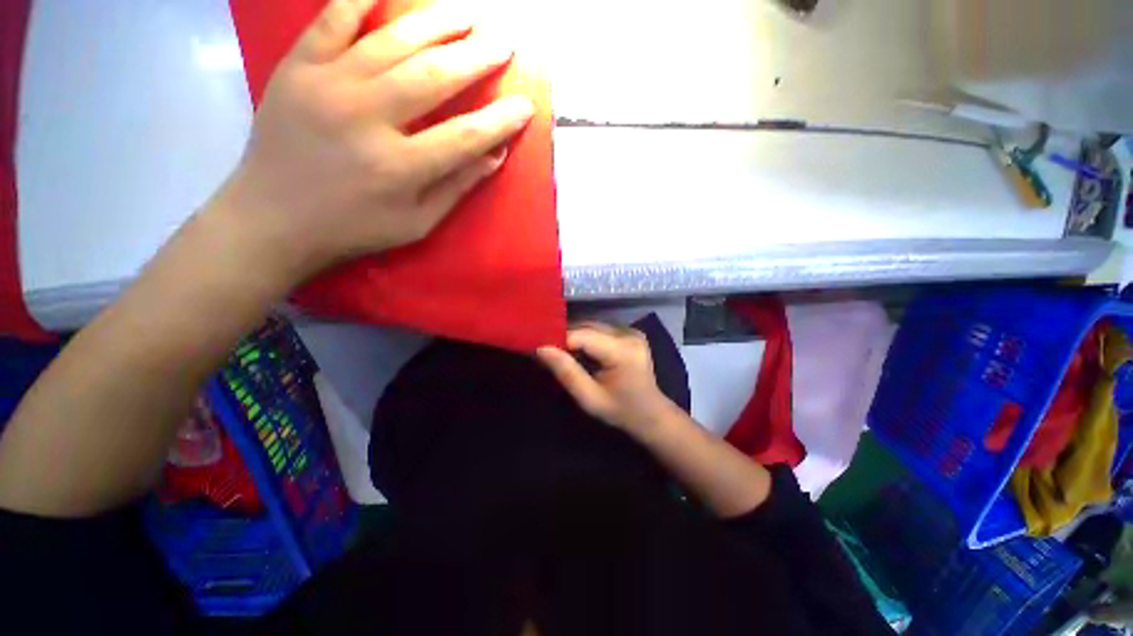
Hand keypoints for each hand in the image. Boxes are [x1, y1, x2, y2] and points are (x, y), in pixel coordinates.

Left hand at [211, 0, 533, 279]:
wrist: (273, 217)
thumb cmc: (355, 227)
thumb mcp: (417, 223)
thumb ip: (457, 187)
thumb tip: (495, 156)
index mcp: (400, 167)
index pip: (466, 136)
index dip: (500, 120)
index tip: (525, 106)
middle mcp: (367, 118)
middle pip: (434, 77)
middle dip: (477, 57)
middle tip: (505, 43)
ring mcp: (327, 85)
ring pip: (392, 40)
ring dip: (437, 22)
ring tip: (467, 14)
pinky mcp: (297, 67)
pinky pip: (332, 18)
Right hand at [537, 323, 677, 434]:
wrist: (651, 413)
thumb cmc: (620, 411)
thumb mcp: (589, 399)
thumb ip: (567, 372)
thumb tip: (541, 348)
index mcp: (622, 351)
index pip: (581, 336)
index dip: (558, 340)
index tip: (540, 350)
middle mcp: (628, 334)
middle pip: (586, 326)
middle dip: (565, 336)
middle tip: (547, 350)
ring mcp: (631, 330)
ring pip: (592, 324)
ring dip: (574, 334)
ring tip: (561, 350)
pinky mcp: (631, 331)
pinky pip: (600, 327)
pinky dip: (586, 335)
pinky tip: (580, 349)